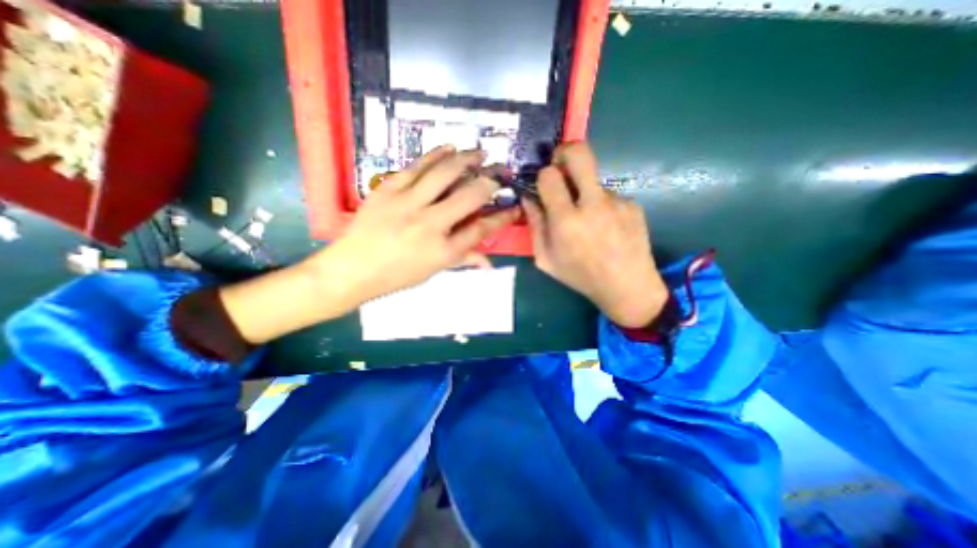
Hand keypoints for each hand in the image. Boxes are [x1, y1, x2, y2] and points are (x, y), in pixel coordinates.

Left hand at [304, 145, 521, 305]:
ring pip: (444, 174)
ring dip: (467, 160)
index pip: (482, 229)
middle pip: (469, 196)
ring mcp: (408, 204)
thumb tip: (489, 263)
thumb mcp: (433, 272)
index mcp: (443, 251)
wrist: (351, 269)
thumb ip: (463, 260)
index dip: (502, 217)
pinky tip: (450, 148)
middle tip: (502, 171)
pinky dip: (435, 155)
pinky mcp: (389, 190)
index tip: (515, 206)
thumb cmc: (395, 276)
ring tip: (480, 152)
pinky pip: (416, 167)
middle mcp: (430, 225)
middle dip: (491, 181)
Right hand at [523, 143, 667, 327]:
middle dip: (564, 152)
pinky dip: (602, 206)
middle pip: (579, 153)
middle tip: (560, 166)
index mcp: (566, 221)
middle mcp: (593, 204)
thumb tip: (528, 198)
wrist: (627, 287)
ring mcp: (617, 201)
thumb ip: (535, 225)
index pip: (549, 176)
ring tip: (590, 222)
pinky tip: (606, 228)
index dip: (543, 175)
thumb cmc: (580, 276)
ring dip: (585, 192)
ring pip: (593, 180)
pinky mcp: (633, 204)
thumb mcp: (546, 258)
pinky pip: (609, 196)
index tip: (545, 184)